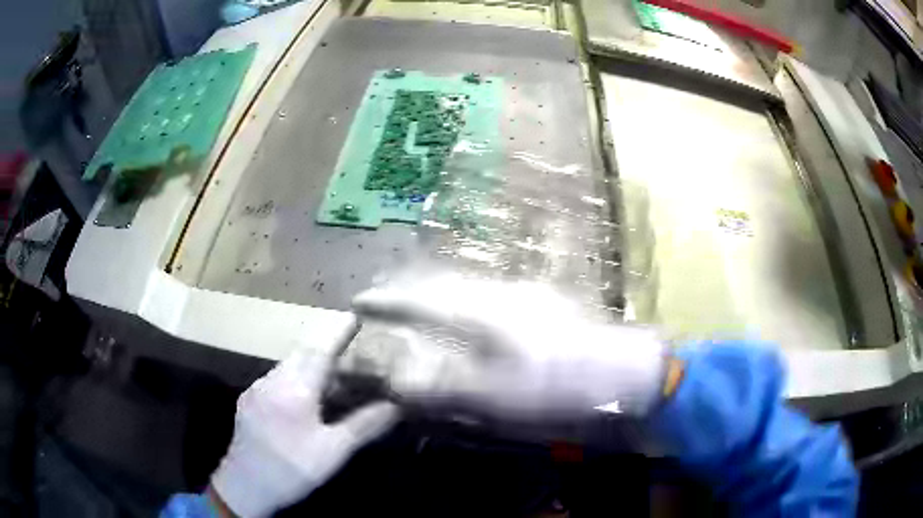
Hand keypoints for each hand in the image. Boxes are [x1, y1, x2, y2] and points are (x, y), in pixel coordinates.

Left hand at [210, 346, 397, 517]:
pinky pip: (274, 378)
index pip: (320, 351)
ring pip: (287, 365)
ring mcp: (256, 389)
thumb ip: (364, 426)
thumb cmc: (293, 469)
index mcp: (295, 390)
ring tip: (329, 374)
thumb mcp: (333, 451)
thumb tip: (394, 406)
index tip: (354, 316)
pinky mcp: (248, 400)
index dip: (338, 333)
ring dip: (308, 363)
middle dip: (324, 346)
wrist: (245, 485)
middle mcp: (273, 381)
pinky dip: (293, 377)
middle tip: (347, 347)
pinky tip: (301, 396)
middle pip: (301, 354)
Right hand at [352, 275, 666, 419]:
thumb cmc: (558, 386)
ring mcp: (525, 296)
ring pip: (466, 291)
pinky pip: (489, 300)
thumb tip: (396, 381)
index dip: (388, 301)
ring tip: (416, 312)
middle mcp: (501, 293)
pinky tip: (466, 323)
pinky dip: (465, 309)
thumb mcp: (494, 397)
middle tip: (384, 304)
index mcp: (485, 310)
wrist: (624, 373)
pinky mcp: (543, 308)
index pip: (422, 298)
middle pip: (442, 286)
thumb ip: (441, 388)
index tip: (359, 302)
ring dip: (437, 299)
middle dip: (409, 294)